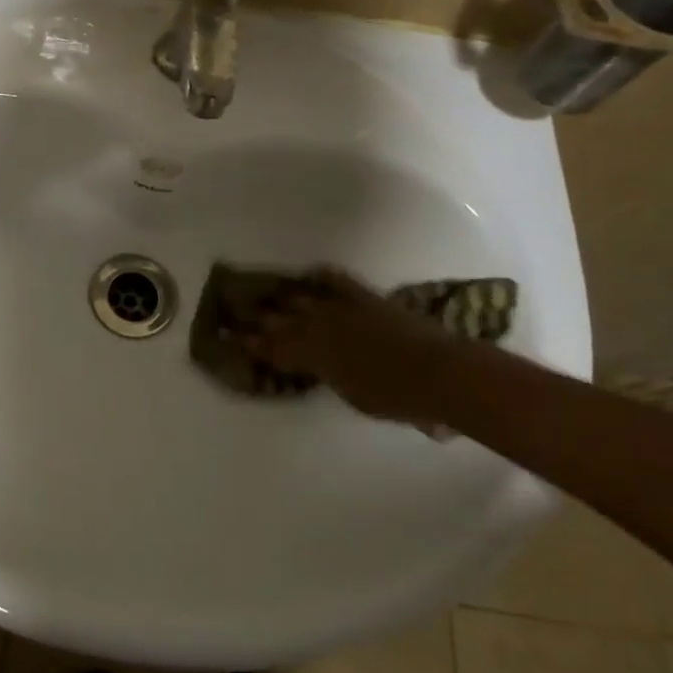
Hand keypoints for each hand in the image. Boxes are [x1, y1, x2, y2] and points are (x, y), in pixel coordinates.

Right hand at [246, 269, 458, 430]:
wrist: (440, 373)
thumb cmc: (397, 398)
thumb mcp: (354, 397)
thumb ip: (330, 377)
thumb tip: (322, 368)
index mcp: (313, 356)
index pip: (272, 349)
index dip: (251, 345)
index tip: (232, 339)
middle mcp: (318, 328)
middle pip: (279, 321)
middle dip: (259, 320)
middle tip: (240, 315)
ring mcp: (341, 308)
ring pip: (301, 298)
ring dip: (284, 299)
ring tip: (270, 297)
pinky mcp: (364, 297)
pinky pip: (336, 281)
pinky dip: (322, 277)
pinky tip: (311, 274)